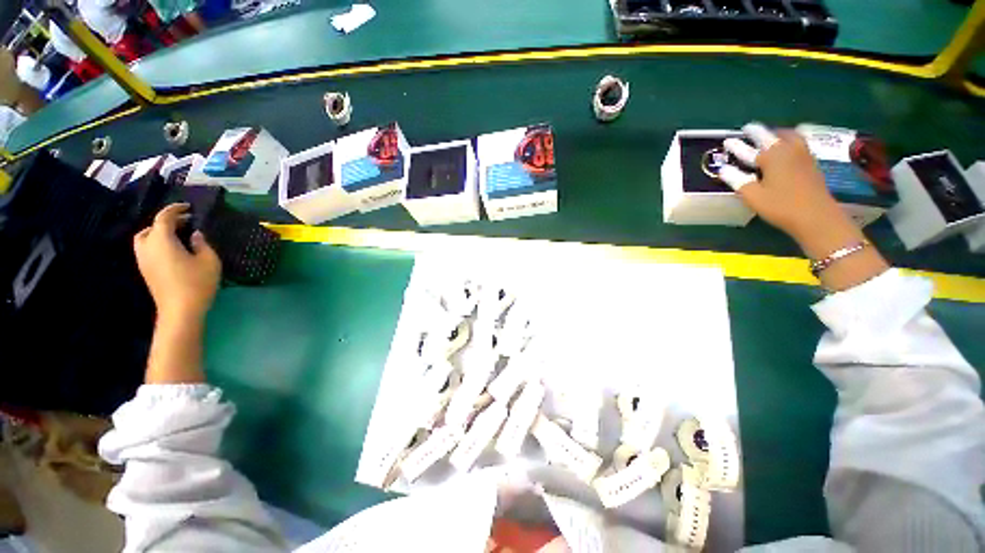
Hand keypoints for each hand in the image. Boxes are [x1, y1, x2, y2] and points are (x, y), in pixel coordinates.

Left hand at [134, 203, 220, 322]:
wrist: (180, 310)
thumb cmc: (197, 282)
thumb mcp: (209, 260)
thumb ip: (202, 244)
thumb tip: (194, 235)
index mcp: (162, 240)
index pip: (164, 217)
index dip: (175, 209)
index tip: (188, 207)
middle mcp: (147, 247)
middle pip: (150, 227)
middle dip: (165, 222)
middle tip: (184, 223)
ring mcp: (143, 260)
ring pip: (145, 238)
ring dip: (159, 233)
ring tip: (177, 235)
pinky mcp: (146, 270)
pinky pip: (147, 249)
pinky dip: (157, 243)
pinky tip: (172, 250)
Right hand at [719, 122, 888, 290]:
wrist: (816, 216)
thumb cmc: (780, 206)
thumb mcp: (753, 195)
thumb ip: (737, 180)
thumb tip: (723, 169)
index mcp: (772, 157)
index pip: (749, 149)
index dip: (736, 146)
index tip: (727, 140)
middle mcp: (788, 150)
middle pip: (772, 136)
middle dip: (759, 132)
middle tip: (749, 129)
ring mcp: (803, 155)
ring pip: (789, 136)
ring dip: (777, 133)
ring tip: (770, 133)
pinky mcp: (811, 163)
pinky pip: (799, 143)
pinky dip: (790, 139)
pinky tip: (788, 145)